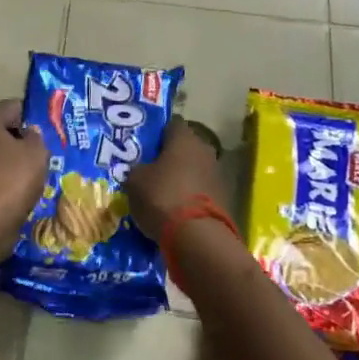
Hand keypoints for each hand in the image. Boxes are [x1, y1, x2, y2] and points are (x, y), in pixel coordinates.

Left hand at [0, 100, 50, 256]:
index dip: (30, 117)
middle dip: (15, 141)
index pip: (10, 107)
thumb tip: (28, 134)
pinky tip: (10, 196)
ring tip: (26, 179)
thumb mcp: (37, 152)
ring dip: (4, 164)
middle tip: (37, 156)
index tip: (44, 132)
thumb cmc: (11, 178)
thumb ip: (36, 137)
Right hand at [125, 118, 224, 242]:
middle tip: (149, 169)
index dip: (156, 133)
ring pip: (193, 169)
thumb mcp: (135, 180)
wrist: (195, 234)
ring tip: (160, 192)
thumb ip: (137, 169)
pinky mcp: (223, 197)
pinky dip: (189, 196)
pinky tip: (174, 208)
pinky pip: (200, 190)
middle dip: (168, 157)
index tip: (144, 146)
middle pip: (184, 148)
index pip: (171, 124)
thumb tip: (141, 170)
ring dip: (180, 177)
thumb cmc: (161, 196)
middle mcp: (205, 150)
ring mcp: (217, 174)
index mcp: (184, 138)